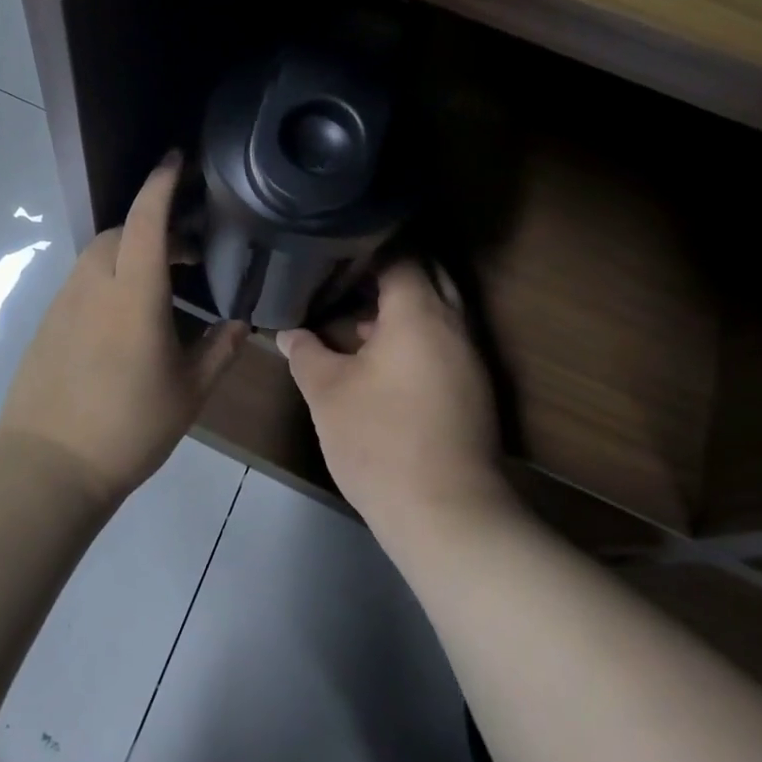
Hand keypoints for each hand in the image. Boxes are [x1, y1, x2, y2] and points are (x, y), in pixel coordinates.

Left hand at [0, 153, 247, 505]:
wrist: (48, 464)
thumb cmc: (128, 426)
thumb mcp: (188, 392)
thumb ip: (220, 350)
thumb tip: (242, 323)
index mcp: (133, 292)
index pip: (147, 219)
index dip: (162, 183)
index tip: (178, 158)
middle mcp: (95, 283)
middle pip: (121, 231)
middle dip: (154, 224)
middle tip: (188, 250)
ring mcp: (65, 301)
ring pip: (100, 254)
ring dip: (131, 250)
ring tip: (161, 282)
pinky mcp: (49, 320)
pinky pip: (84, 279)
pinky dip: (110, 276)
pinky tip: (127, 314)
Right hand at [276, 260, 508, 541]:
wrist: (447, 515)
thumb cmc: (380, 440)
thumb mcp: (327, 393)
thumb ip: (305, 353)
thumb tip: (287, 333)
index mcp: (420, 313)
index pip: (402, 255)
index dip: (369, 246)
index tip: (338, 246)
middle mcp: (454, 325)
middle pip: (429, 275)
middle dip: (391, 270)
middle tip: (348, 273)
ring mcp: (470, 358)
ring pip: (439, 311)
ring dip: (404, 306)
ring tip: (357, 313)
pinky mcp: (474, 389)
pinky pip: (444, 340)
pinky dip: (416, 334)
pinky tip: (380, 357)